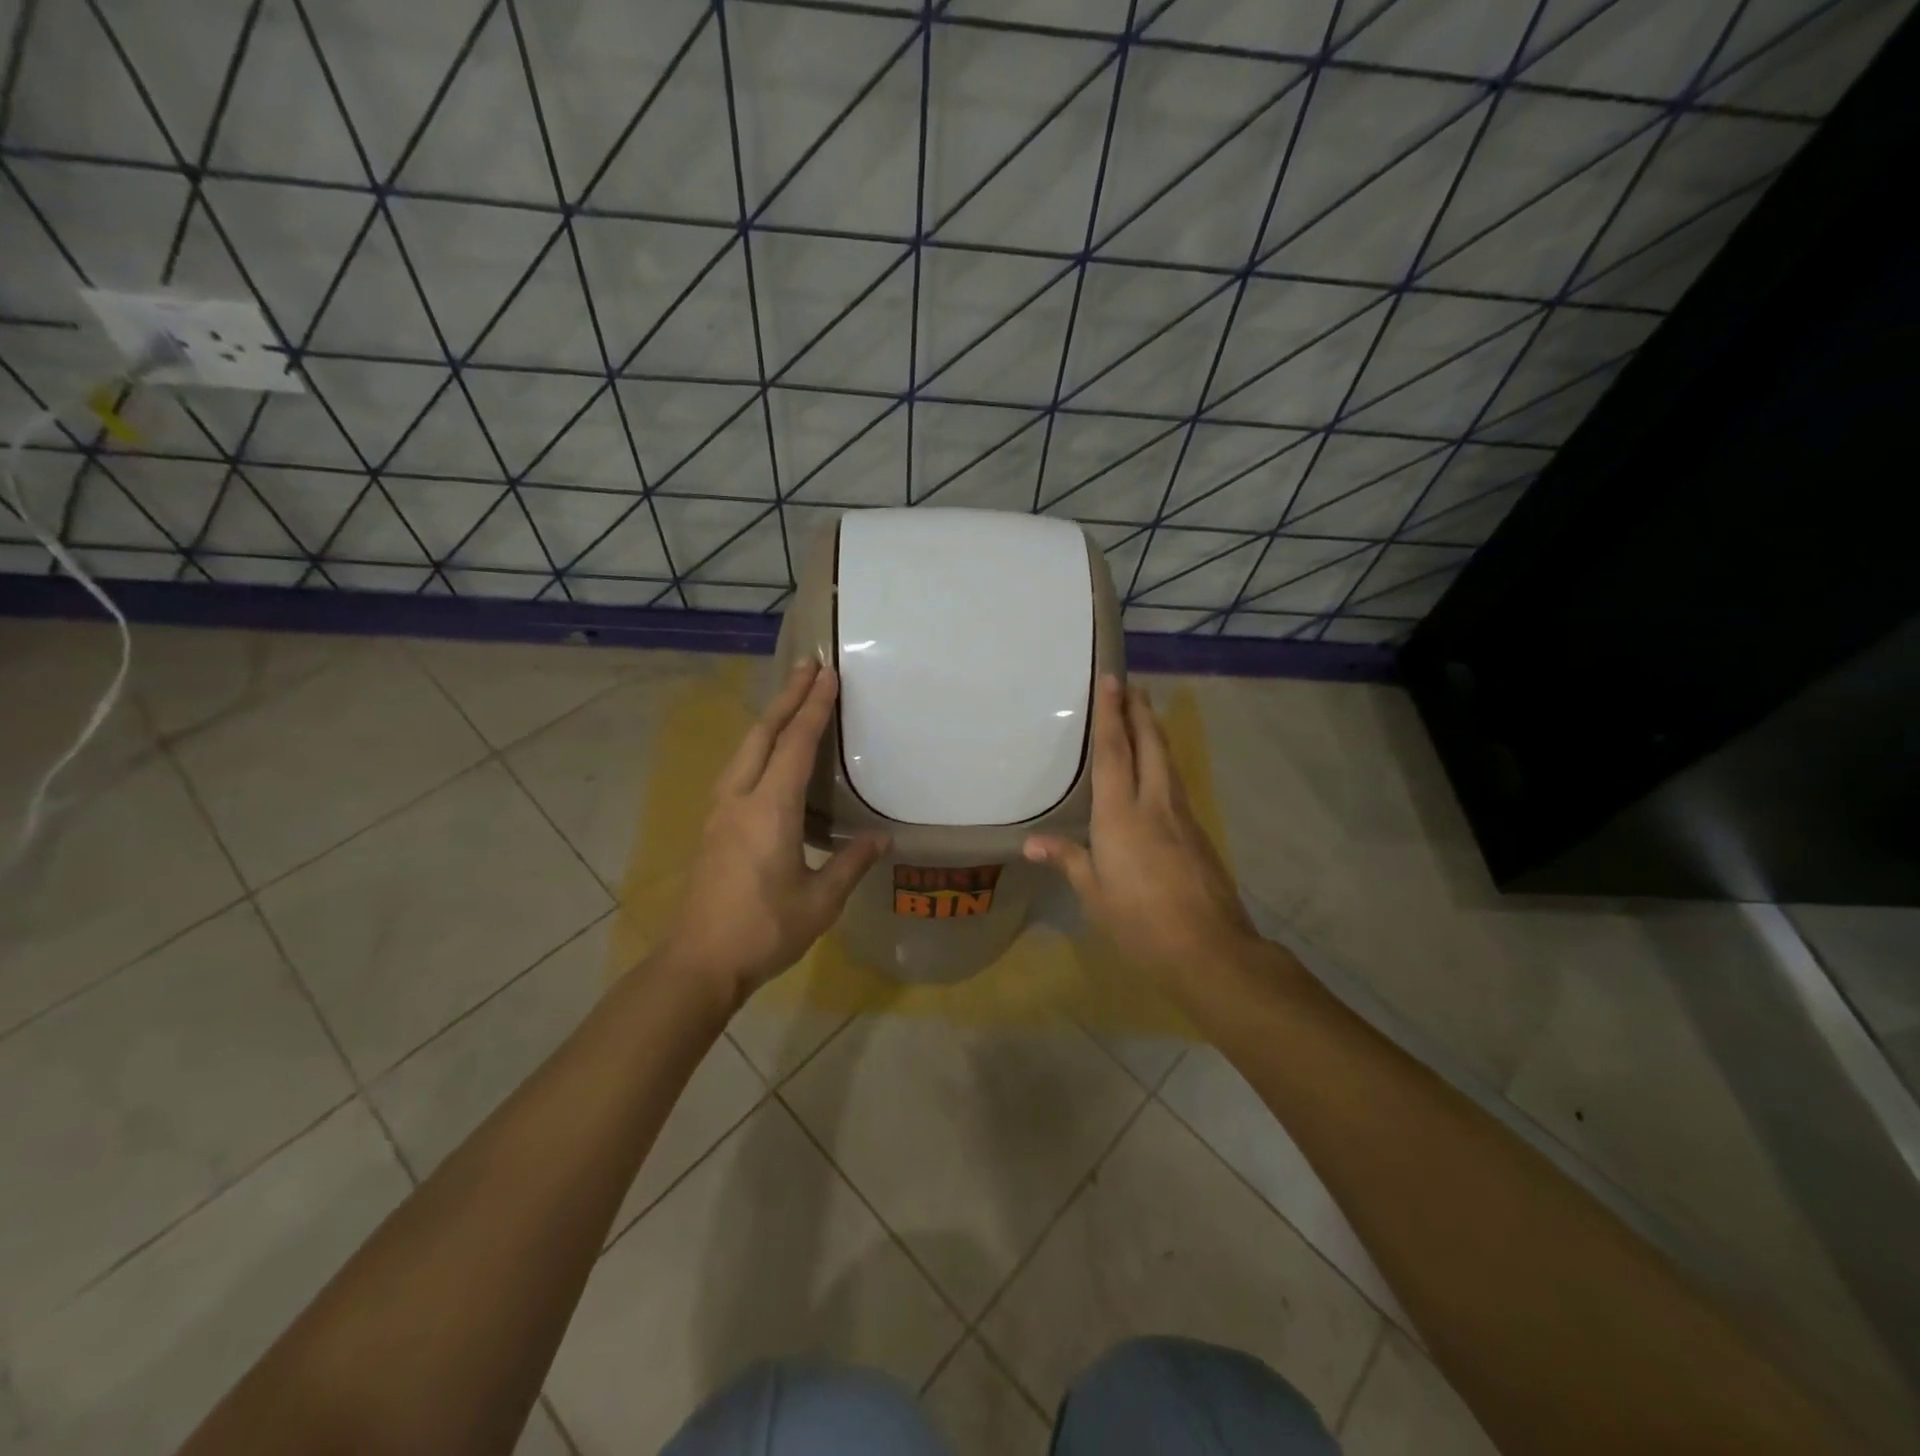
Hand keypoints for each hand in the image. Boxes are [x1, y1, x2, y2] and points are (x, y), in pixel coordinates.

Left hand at [658, 659, 887, 1008]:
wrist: (698, 963)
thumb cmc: (764, 932)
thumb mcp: (819, 902)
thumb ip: (850, 864)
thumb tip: (881, 839)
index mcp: (770, 810)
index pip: (795, 745)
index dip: (813, 708)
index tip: (828, 675)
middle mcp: (740, 799)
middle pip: (762, 734)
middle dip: (786, 696)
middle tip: (808, 665)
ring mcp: (719, 811)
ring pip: (744, 748)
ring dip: (769, 718)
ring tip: (790, 698)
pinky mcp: (712, 827)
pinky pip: (737, 769)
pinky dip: (757, 745)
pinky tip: (766, 753)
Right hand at [1024, 675, 1262, 999]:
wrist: (1210, 949)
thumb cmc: (1140, 922)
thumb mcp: (1095, 895)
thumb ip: (1068, 860)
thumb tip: (1032, 843)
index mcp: (1121, 815)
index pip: (1114, 752)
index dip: (1111, 714)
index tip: (1111, 680)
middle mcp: (1154, 804)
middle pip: (1150, 745)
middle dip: (1139, 711)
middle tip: (1131, 685)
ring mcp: (1182, 817)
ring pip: (1168, 762)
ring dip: (1156, 732)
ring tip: (1145, 714)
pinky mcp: (1198, 834)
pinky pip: (1177, 785)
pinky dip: (1165, 763)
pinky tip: (1160, 771)